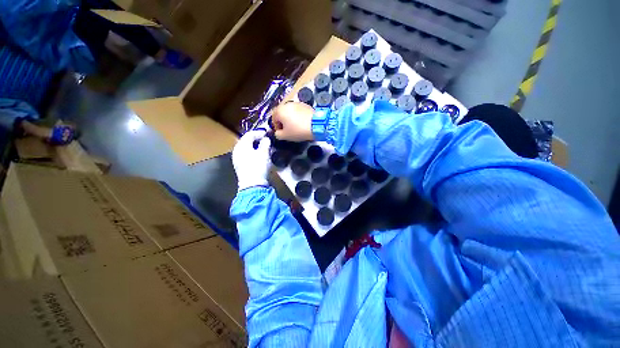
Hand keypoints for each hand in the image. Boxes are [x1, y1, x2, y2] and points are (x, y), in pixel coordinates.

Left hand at [232, 130, 271, 190]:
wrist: (252, 184)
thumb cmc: (258, 166)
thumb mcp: (264, 153)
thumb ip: (265, 143)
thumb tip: (266, 139)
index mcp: (241, 145)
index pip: (249, 134)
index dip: (259, 132)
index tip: (267, 133)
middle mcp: (237, 150)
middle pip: (246, 141)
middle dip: (256, 139)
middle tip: (266, 140)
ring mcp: (237, 159)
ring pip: (246, 148)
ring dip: (255, 146)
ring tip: (264, 148)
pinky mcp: (239, 166)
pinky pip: (246, 155)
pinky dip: (252, 153)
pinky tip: (258, 156)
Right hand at [272, 102, 313, 140]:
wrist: (316, 125)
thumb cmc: (298, 130)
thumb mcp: (285, 136)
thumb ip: (278, 134)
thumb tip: (278, 133)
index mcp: (280, 110)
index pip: (273, 118)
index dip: (276, 127)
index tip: (281, 133)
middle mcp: (287, 104)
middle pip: (282, 114)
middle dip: (283, 122)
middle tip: (288, 130)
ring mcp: (297, 103)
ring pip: (290, 112)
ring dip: (291, 119)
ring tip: (296, 127)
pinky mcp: (305, 105)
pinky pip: (298, 111)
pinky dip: (298, 117)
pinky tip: (302, 124)